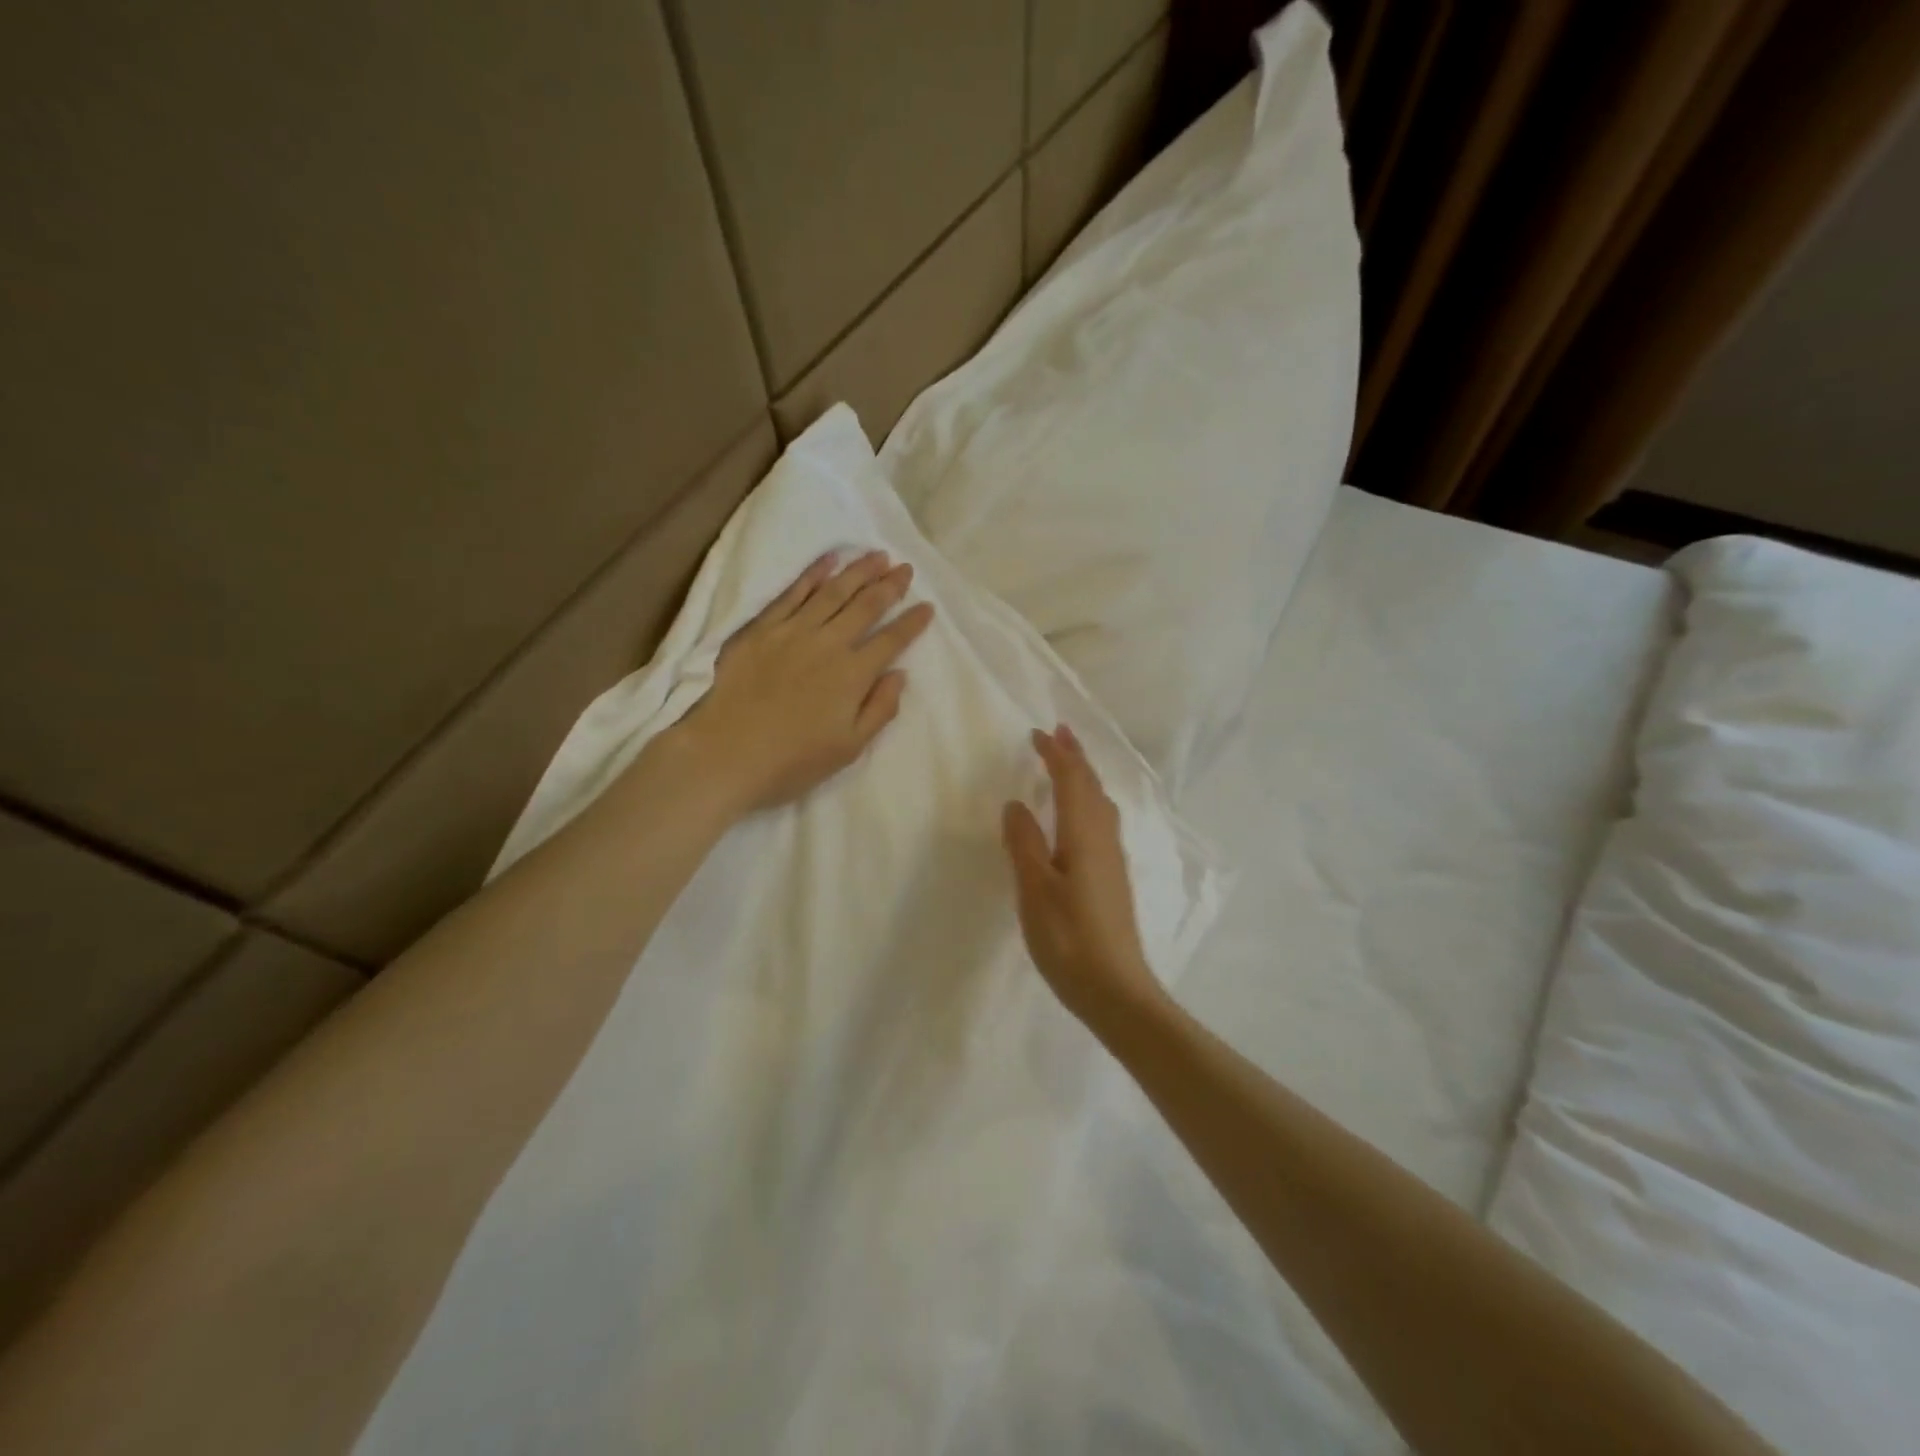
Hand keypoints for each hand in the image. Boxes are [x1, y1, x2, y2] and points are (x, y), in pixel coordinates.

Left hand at [670, 550, 934, 814]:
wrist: (725, 754)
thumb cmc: (792, 761)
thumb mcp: (849, 749)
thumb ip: (880, 709)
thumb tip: (899, 674)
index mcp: (853, 675)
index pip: (891, 640)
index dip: (913, 622)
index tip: (928, 606)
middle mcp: (828, 644)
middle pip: (866, 606)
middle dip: (890, 585)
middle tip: (905, 568)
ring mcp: (792, 631)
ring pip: (833, 591)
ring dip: (858, 571)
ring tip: (877, 555)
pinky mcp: (761, 628)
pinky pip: (792, 593)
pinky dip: (813, 574)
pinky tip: (828, 561)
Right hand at [1003, 725, 1167, 1029]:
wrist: (1116, 990)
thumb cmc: (1069, 939)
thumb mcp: (1034, 890)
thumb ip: (1024, 844)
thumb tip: (1015, 804)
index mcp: (1084, 835)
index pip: (1071, 781)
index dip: (1056, 755)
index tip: (1038, 734)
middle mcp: (1104, 839)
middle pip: (1091, 786)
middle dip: (1075, 757)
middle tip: (1059, 733)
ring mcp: (1112, 860)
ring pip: (1100, 804)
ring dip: (1083, 777)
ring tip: (1068, 764)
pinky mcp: (1112, 879)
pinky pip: (1101, 822)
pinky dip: (1087, 801)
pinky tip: (1080, 817)